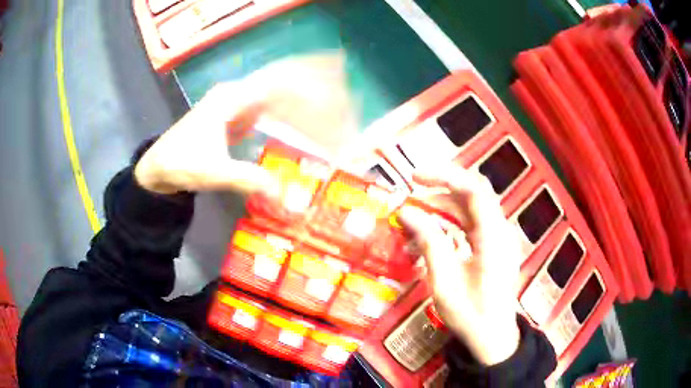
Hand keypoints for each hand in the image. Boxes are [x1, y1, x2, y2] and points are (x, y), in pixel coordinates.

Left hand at [135, 53, 355, 194]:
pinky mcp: (237, 117)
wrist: (158, 167)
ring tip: (334, 108)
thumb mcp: (211, 172)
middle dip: (314, 88)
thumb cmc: (180, 163)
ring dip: (304, 100)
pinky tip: (306, 121)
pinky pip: (270, 109)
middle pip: (282, 83)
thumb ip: (245, 178)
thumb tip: (281, 192)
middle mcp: (237, 95)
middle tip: (345, 98)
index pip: (277, 84)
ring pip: (277, 94)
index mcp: (230, 99)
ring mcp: (237, 104)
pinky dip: (290, 114)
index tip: (336, 96)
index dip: (308, 88)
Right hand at [399, 165, 521, 365]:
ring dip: (442, 211)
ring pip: (470, 210)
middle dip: (439, 193)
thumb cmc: (471, 315)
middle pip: (472, 196)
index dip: (444, 177)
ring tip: (415, 222)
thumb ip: (429, 243)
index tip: (415, 177)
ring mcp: (499, 239)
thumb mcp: (445, 282)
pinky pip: (471, 226)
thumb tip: (407, 212)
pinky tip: (430, 237)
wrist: (493, 337)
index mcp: (494, 239)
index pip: (474, 190)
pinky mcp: (493, 247)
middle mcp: (501, 232)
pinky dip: (449, 226)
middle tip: (410, 199)